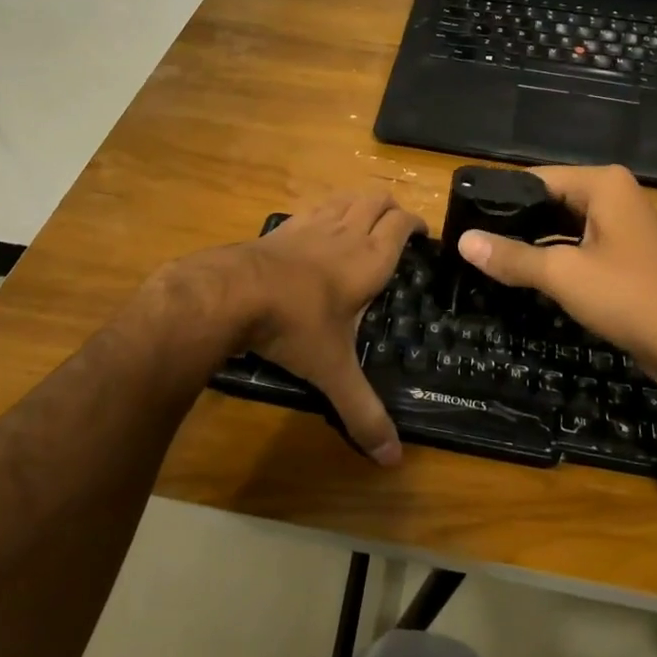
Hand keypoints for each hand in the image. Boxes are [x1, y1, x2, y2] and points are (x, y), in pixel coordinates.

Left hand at [243, 192, 424, 464]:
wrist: (234, 293)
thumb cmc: (295, 325)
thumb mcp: (332, 371)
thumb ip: (362, 412)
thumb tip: (392, 459)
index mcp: (370, 260)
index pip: (402, 224)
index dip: (416, 224)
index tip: (423, 235)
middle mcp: (346, 233)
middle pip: (377, 200)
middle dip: (391, 208)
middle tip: (396, 229)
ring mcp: (312, 224)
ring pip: (347, 197)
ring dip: (360, 203)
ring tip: (364, 222)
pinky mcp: (284, 226)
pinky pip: (315, 207)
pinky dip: (327, 211)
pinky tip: (319, 231)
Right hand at [456, 165, 656, 385]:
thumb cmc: (628, 298)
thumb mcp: (562, 275)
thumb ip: (511, 256)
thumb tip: (463, 241)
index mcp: (602, 184)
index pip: (536, 178)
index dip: (499, 198)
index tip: (463, 217)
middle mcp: (613, 194)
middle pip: (549, 200)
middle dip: (514, 221)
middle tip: (470, 240)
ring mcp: (621, 224)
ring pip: (562, 225)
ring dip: (531, 241)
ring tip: (487, 256)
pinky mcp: (624, 253)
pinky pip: (578, 244)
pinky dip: (553, 256)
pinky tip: (524, 272)